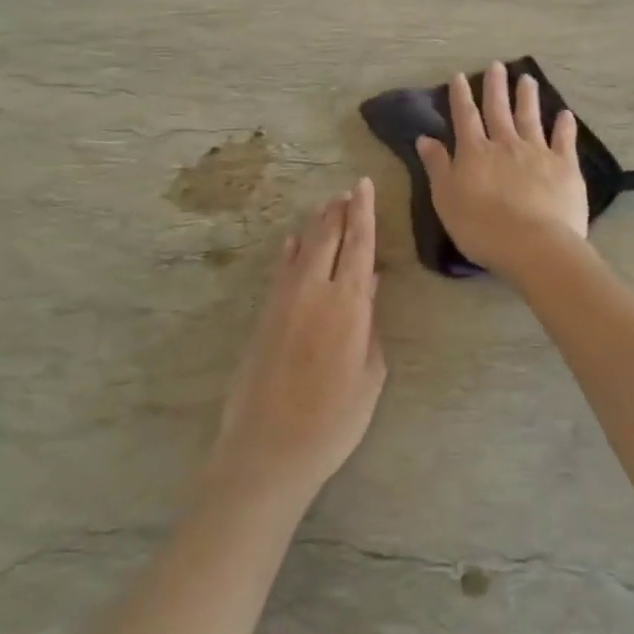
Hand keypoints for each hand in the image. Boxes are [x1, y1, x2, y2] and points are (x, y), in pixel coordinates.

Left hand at [206, 179, 386, 510]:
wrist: (269, 448)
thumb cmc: (334, 420)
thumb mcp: (369, 374)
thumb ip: (370, 324)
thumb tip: (369, 285)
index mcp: (348, 305)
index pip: (359, 245)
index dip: (364, 212)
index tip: (365, 185)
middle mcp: (314, 292)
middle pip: (327, 238)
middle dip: (340, 211)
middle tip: (349, 191)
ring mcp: (284, 301)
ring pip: (302, 249)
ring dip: (316, 225)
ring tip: (328, 207)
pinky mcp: (264, 315)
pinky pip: (280, 271)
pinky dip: (289, 252)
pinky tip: (292, 243)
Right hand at [416, 62, 589, 280]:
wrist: (533, 244)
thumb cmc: (481, 228)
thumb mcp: (446, 199)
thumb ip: (437, 167)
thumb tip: (425, 138)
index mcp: (475, 153)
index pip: (465, 118)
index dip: (461, 96)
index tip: (459, 76)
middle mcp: (506, 144)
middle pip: (499, 110)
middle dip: (496, 87)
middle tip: (497, 66)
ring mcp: (538, 152)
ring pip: (531, 118)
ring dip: (527, 97)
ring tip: (527, 78)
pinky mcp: (564, 166)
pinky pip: (564, 140)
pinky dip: (564, 126)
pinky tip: (565, 114)